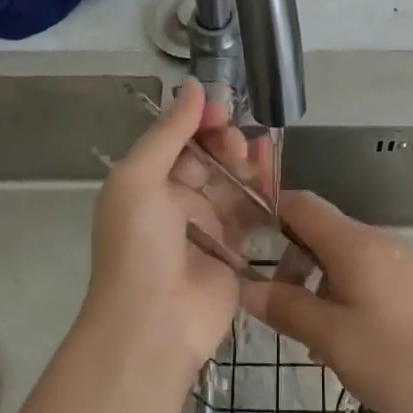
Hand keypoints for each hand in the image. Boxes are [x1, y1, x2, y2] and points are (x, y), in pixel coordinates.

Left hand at [82, 78, 241, 380]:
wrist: (152, 326)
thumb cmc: (137, 245)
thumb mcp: (139, 179)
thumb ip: (169, 132)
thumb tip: (194, 85)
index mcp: (147, 182)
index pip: (178, 138)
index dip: (199, 120)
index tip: (222, 108)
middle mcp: (175, 201)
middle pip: (208, 156)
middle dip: (224, 139)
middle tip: (235, 141)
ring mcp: (206, 226)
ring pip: (232, 179)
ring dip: (246, 160)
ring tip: (258, 152)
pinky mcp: (234, 250)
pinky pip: (252, 210)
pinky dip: (264, 189)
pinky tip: (274, 171)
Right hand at [238, 192, 412, 412]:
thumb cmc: (399, 359)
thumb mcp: (332, 339)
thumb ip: (287, 308)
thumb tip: (245, 285)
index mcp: (353, 243)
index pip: (302, 205)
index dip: (270, 211)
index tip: (244, 236)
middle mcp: (378, 240)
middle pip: (322, 232)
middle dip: (293, 261)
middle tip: (281, 307)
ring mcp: (402, 260)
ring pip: (345, 257)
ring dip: (320, 284)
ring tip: (315, 337)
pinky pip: (369, 274)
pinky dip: (347, 293)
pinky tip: (352, 340)